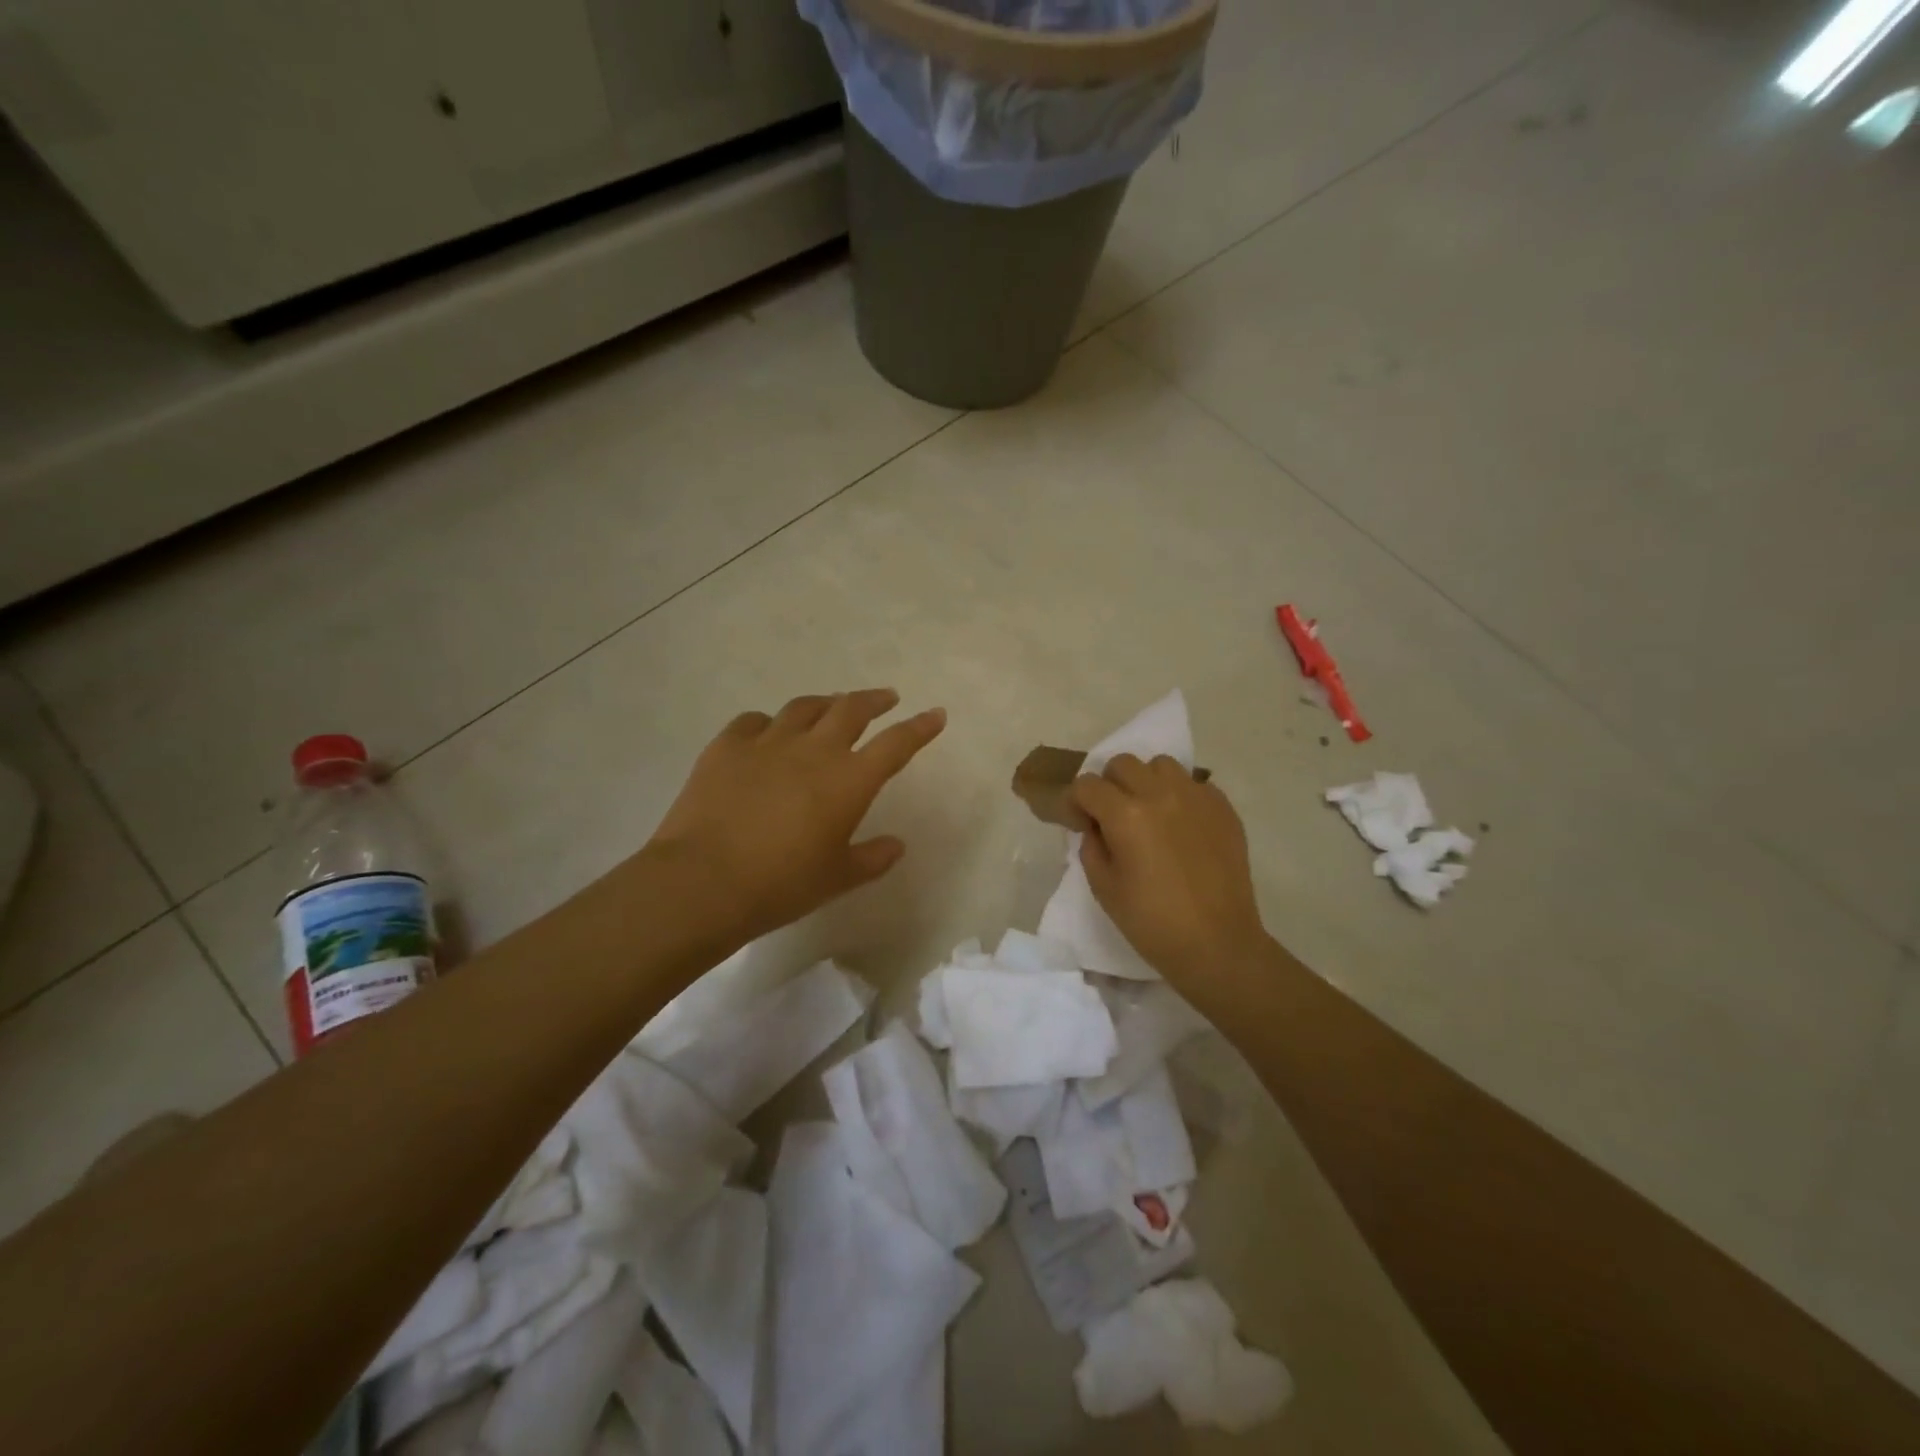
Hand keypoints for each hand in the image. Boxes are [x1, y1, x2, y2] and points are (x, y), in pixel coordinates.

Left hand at [646, 690, 944, 941]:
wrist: (703, 882)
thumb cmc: (781, 885)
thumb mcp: (837, 879)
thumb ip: (872, 859)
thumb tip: (896, 845)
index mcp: (849, 781)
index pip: (896, 744)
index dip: (920, 727)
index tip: (936, 714)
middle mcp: (814, 750)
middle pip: (851, 709)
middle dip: (874, 700)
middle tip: (885, 698)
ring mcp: (768, 742)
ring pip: (805, 707)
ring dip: (825, 703)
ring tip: (832, 707)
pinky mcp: (727, 746)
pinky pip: (755, 721)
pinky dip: (770, 724)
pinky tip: (768, 733)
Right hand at [1070, 754, 1267, 985]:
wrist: (1217, 944)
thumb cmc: (1152, 922)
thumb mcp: (1103, 887)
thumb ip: (1091, 846)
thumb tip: (1094, 826)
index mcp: (1125, 814)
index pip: (1086, 785)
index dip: (1076, 801)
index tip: (1079, 822)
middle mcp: (1160, 794)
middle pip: (1123, 764)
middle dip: (1109, 785)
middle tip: (1112, 816)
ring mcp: (1196, 797)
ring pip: (1161, 765)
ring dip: (1146, 782)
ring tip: (1150, 812)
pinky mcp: (1223, 808)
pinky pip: (1194, 784)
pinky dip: (1180, 796)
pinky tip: (1181, 826)